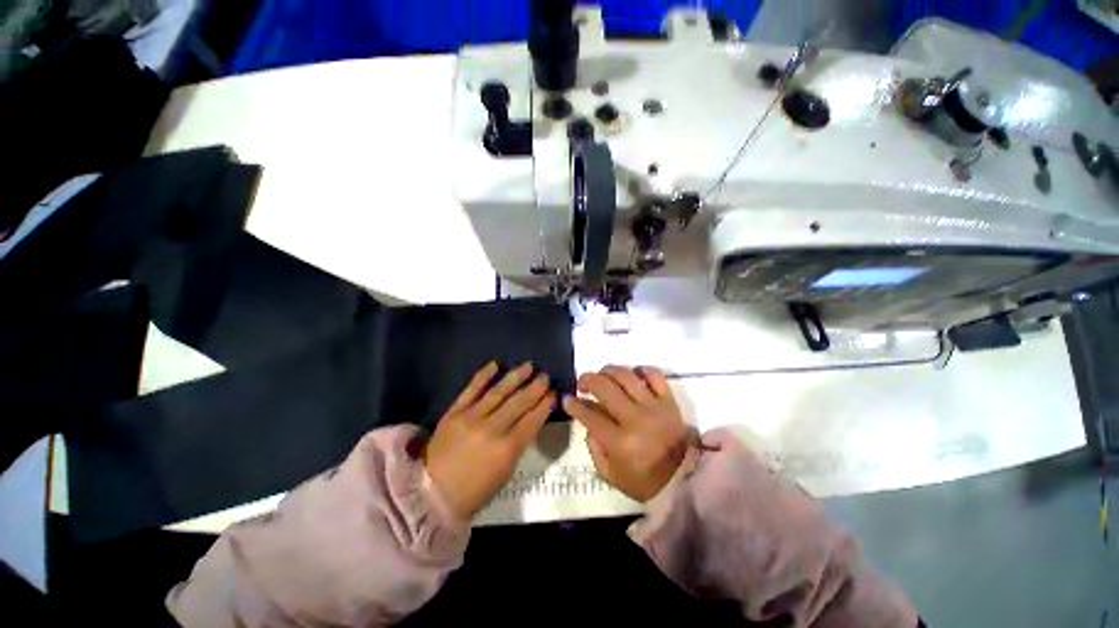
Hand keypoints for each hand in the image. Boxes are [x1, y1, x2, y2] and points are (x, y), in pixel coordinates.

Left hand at [423, 362, 554, 520]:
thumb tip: (530, 421)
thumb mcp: (505, 472)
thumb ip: (519, 445)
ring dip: (515, 377)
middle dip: (535, 388)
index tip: (553, 393)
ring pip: (498, 392)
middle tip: (545, 376)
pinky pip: (471, 389)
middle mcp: (492, 429)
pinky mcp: (454, 412)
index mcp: (508, 449)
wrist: (432, 494)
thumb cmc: (474, 491)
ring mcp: (471, 418)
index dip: (545, 405)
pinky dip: (484, 375)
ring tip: (528, 366)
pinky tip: (496, 364)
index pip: (532, 420)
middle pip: (519, 402)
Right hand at [563, 366, 691, 501]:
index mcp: (620, 442)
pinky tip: (631, 374)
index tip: (567, 400)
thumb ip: (595, 449)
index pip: (590, 415)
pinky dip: (640, 369)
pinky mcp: (668, 400)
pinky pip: (654, 375)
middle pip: (605, 387)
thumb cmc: (646, 481)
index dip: (574, 405)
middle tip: (582, 384)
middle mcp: (635, 418)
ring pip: (625, 376)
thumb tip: (589, 424)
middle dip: (588, 380)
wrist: (686, 479)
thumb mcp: (611, 476)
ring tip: (602, 375)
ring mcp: (653, 406)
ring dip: (608, 371)